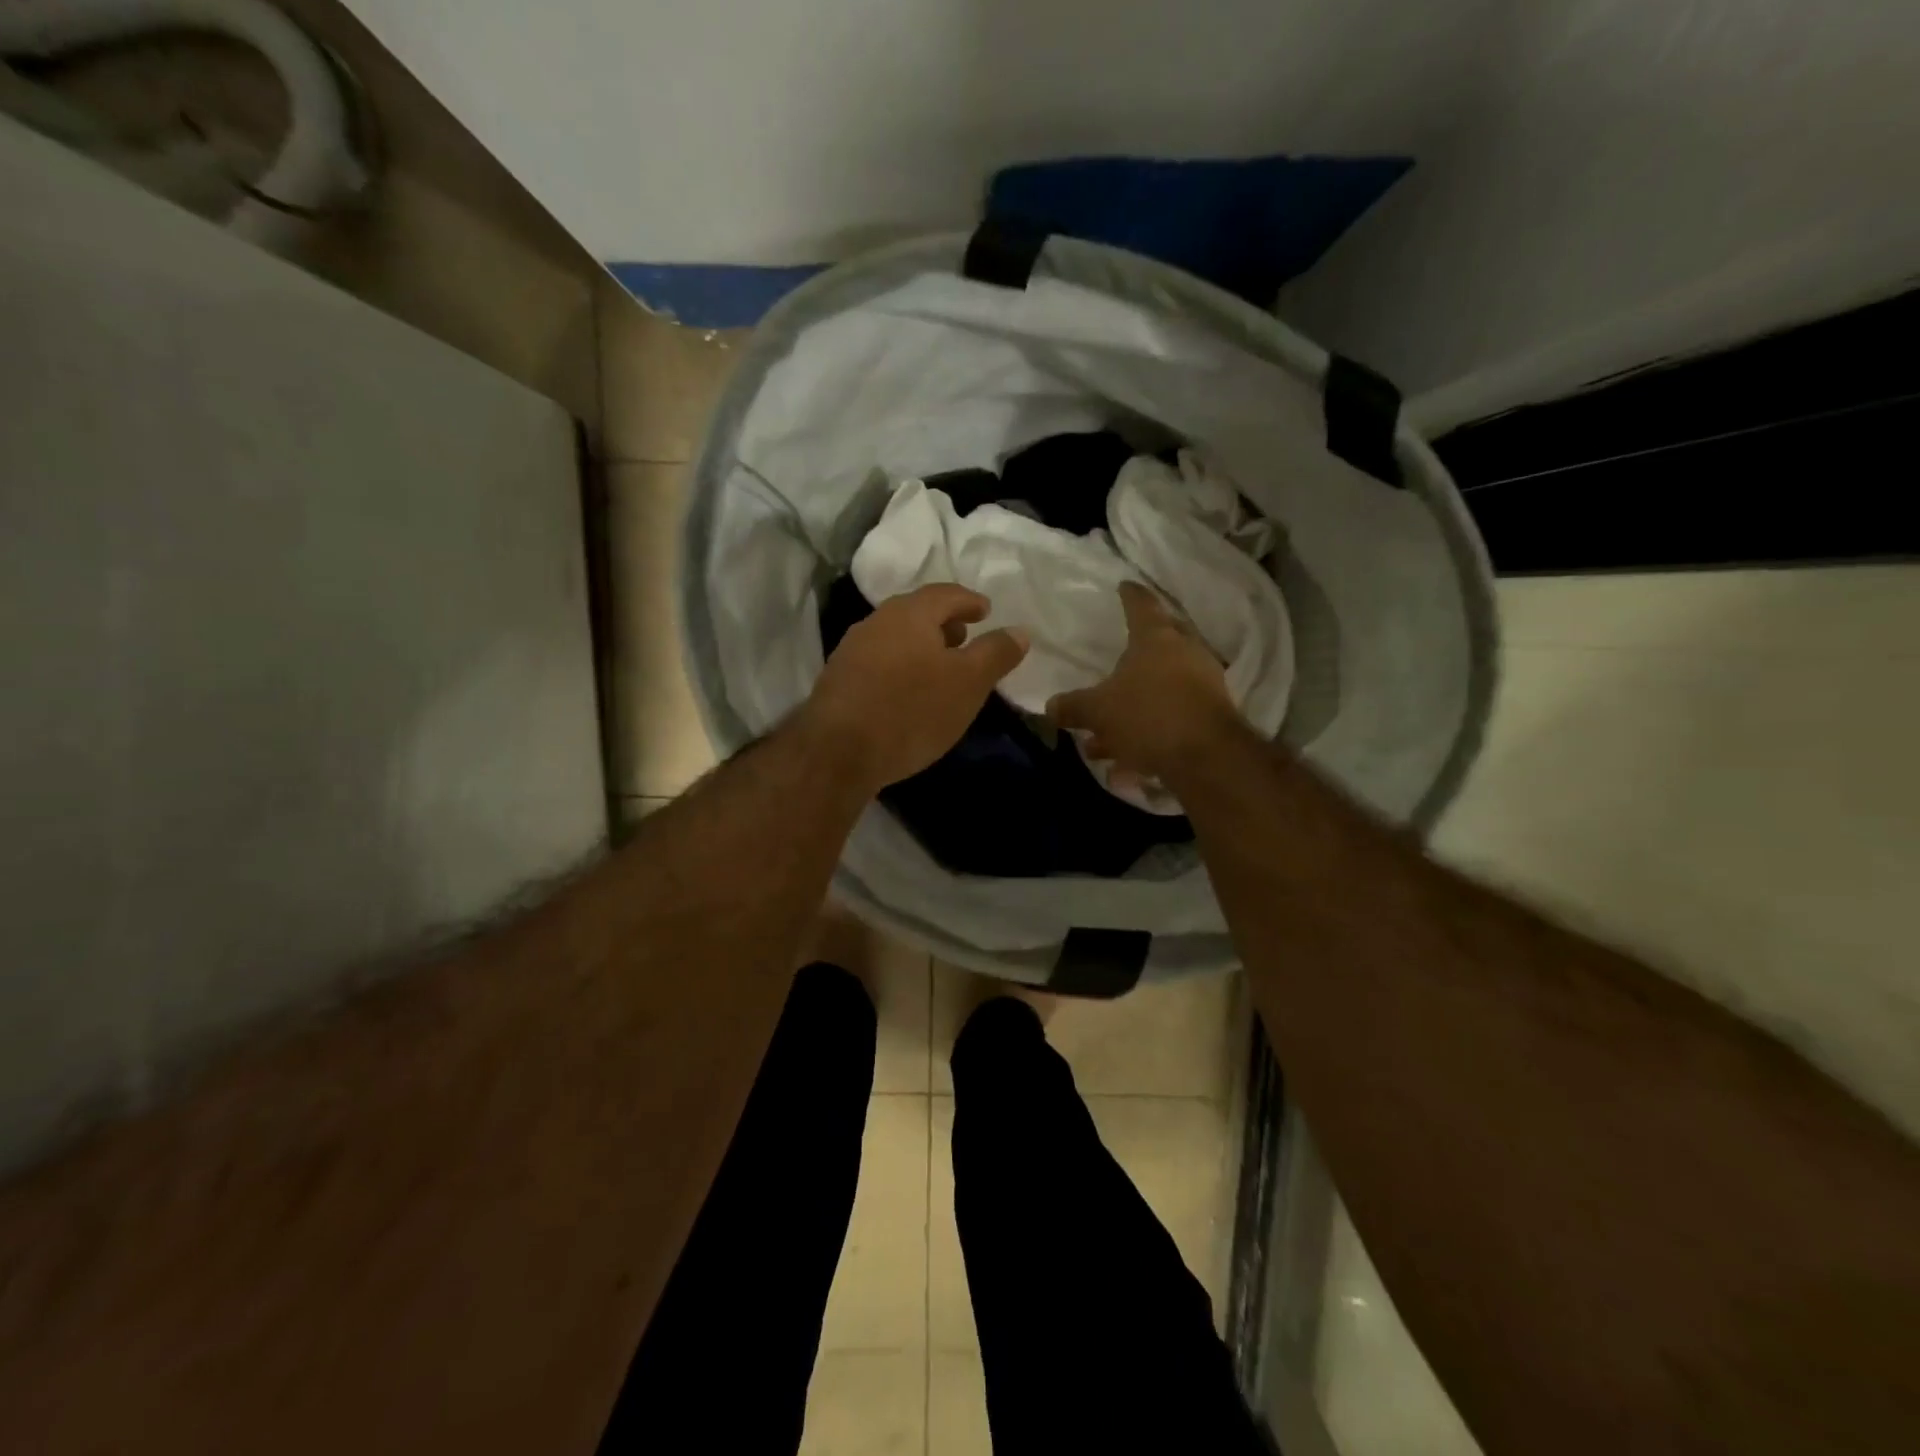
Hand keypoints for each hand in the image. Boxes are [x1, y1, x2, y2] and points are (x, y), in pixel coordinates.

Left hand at [799, 584, 1028, 792]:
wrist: (838, 751)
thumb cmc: (912, 710)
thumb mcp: (968, 683)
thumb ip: (995, 654)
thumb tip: (1019, 631)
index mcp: (910, 613)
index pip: (946, 594)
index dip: (969, 601)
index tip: (985, 611)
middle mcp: (876, 622)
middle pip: (917, 613)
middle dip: (944, 623)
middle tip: (964, 638)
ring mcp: (851, 651)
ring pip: (895, 638)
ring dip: (921, 647)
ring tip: (940, 669)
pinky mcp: (838, 681)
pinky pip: (879, 662)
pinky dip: (901, 667)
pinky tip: (908, 694)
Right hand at [1046, 582, 1244, 781]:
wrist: (1207, 756)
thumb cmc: (1148, 715)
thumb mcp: (1099, 711)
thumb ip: (1073, 706)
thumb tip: (1051, 706)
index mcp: (1156, 638)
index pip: (1141, 605)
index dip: (1130, 595)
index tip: (1124, 586)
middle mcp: (1184, 652)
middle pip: (1160, 642)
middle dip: (1136, 652)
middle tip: (1118, 656)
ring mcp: (1203, 683)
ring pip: (1163, 686)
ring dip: (1135, 705)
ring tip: (1105, 737)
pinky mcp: (1211, 714)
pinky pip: (1172, 716)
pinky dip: (1149, 731)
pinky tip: (1127, 764)